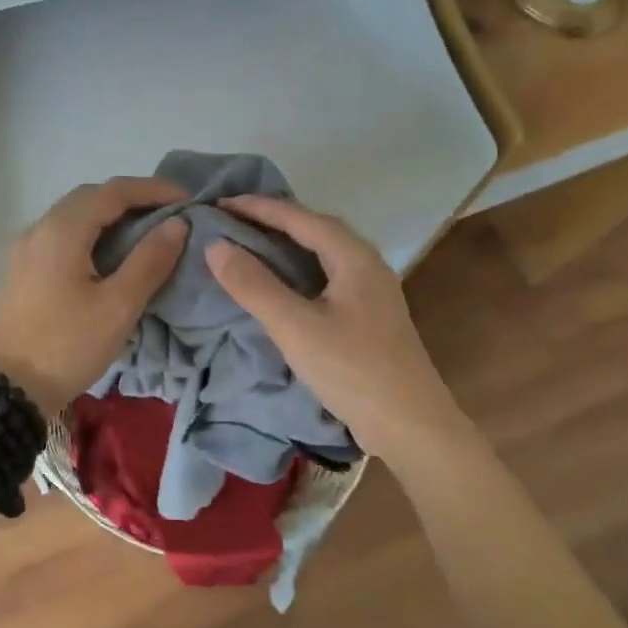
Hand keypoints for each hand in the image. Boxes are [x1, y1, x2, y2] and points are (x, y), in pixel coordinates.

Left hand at [0, 177, 188, 414]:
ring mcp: (26, 249)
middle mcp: (39, 228)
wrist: (7, 390)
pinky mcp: (22, 269)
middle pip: (91, 197)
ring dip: (111, 215)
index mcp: (62, 230)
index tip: (188, 199)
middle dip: (132, 198)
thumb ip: (149, 260)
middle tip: (169, 214)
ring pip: (74, 216)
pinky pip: (62, 235)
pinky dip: (92, 233)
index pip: (114, 191)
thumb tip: (177, 223)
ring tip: (146, 232)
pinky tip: (110, 254)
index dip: (154, 189)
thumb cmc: (67, 346)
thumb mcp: (118, 306)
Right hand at [205, 196, 466, 461]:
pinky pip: (329, 275)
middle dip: (274, 218)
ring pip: (324, 252)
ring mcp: (373, 290)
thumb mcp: (295, 327)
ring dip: (288, 242)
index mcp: (354, 257)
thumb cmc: (352, 371)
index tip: (220, 202)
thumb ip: (254, 285)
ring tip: (252, 242)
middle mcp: (367, 264)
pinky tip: (284, 282)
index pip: (300, 217)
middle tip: (233, 219)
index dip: (258, 207)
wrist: (411, 425)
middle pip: (316, 228)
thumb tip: (216, 245)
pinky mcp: (370, 315)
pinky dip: (300, 268)